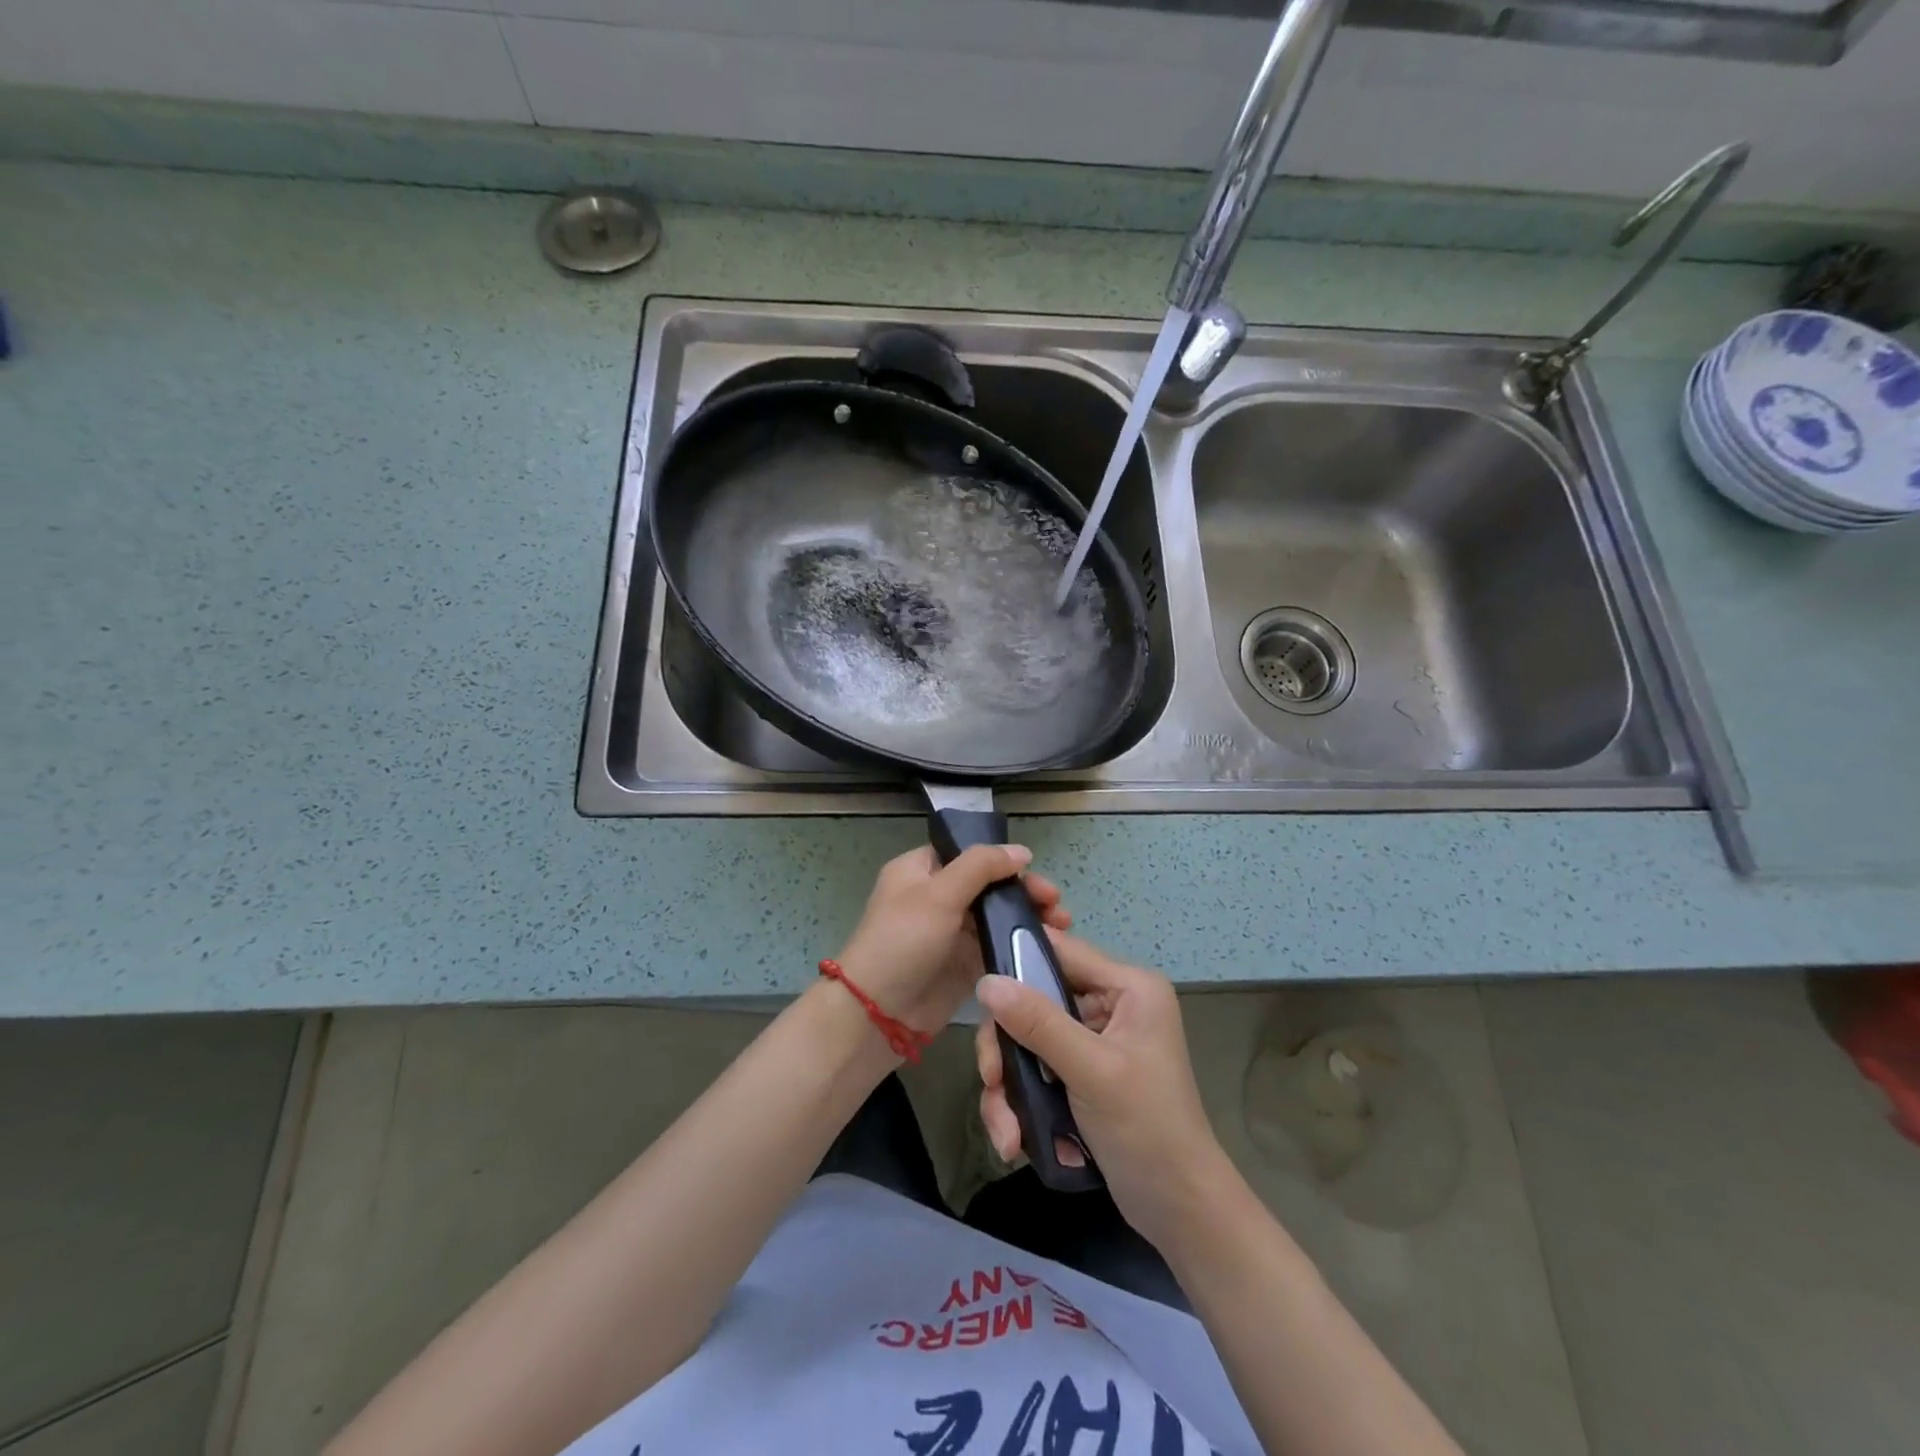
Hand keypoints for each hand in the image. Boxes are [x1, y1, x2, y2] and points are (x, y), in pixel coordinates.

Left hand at [836, 845, 1070, 1040]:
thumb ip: (981, 867)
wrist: (878, 1014)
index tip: (1033, 870)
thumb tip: (1022, 851)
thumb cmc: (902, 941)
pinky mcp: (963, 964)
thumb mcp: (939, 894)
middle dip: (1023, 890)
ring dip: (1027, 917)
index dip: (1001, 859)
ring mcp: (950, 932)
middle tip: (1055, 903)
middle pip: (988, 884)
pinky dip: (1019, 943)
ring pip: (996, 915)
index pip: (968, 854)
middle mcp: (936, 897)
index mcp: (920, 871)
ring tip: (1061, 925)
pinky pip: (996, 946)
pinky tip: (1048, 945)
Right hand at [974, 932, 1231, 1249]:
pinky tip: (1016, 1141)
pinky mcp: (1081, 1075)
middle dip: (1007, 1047)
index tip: (981, 995)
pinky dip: (1021, 1104)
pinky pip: (1036, 1072)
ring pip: (1029, 1041)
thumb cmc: (1146, 1129)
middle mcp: (1111, 1005)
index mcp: (1128, 987)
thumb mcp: (1091, 1070)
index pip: (1061, 952)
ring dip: (1009, 1086)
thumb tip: (986, 982)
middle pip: (1035, 1001)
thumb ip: (1038, 1023)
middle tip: (992, 1080)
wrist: (1179, 1211)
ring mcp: (1094, 1042)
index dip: (1017, 964)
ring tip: (1006, 1133)